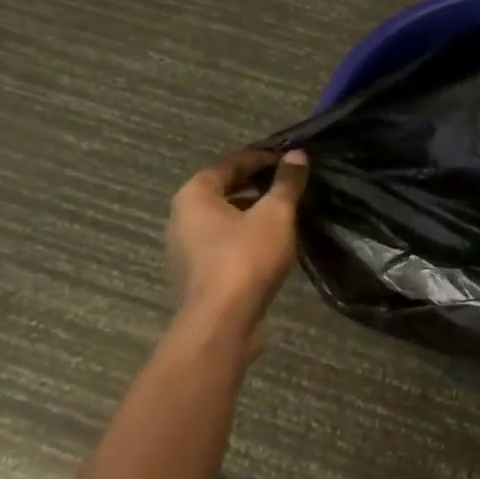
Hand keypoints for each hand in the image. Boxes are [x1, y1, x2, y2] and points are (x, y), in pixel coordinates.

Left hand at [168, 149, 309, 335]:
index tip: (287, 159)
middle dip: (256, 187)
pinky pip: (224, 246)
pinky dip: (246, 239)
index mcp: (194, 196)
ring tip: (286, 214)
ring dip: (252, 215)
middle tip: (288, 184)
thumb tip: (297, 155)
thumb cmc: (245, 258)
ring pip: (224, 221)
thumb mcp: (275, 214)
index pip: (229, 165)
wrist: (222, 323)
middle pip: (223, 192)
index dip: (260, 159)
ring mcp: (186, 251)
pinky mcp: (198, 276)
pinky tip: (272, 245)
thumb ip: (287, 183)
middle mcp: (182, 219)